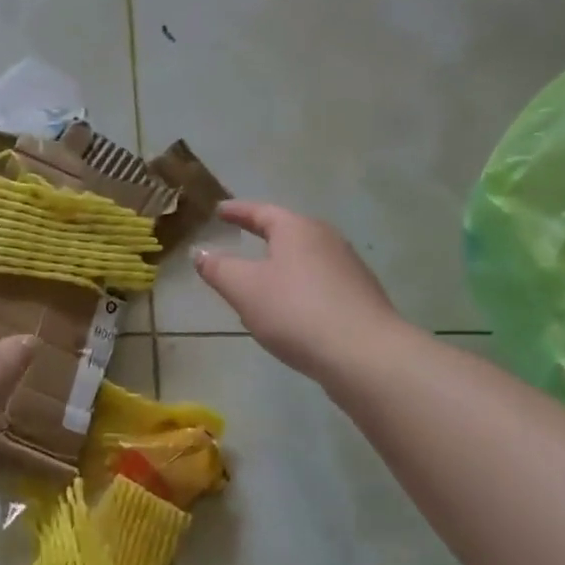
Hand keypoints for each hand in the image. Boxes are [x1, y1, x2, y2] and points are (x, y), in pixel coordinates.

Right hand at [194, 201, 402, 379]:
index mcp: (297, 229)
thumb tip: (199, 252)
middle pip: (289, 231)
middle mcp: (327, 240)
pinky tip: (292, 309)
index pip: (261, 212)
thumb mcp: (244, 289)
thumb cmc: (296, 311)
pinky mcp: (360, 297)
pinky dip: (299, 287)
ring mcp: (348, 268)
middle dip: (263, 234)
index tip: (219, 210)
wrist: (364, 355)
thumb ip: (218, 268)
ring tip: (262, 277)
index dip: (237, 211)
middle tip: (241, 237)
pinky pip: (320, 283)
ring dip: (282, 263)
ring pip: (306, 258)